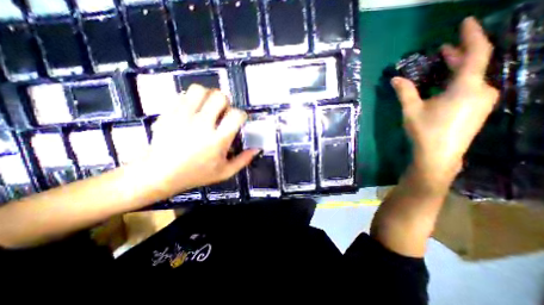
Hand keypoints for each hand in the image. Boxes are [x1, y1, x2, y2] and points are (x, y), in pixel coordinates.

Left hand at [139, 84, 257, 196]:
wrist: (159, 174)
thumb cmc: (195, 174)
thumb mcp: (224, 172)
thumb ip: (243, 160)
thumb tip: (257, 149)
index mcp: (218, 140)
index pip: (236, 115)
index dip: (241, 115)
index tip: (238, 120)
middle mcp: (202, 125)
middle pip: (220, 97)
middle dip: (226, 103)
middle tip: (222, 113)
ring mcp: (183, 117)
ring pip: (200, 90)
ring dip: (208, 96)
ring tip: (207, 108)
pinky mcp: (169, 113)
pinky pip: (183, 95)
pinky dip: (192, 99)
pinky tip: (192, 111)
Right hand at [391, 18, 500, 183]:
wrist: (438, 155)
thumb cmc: (425, 131)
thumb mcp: (411, 110)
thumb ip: (405, 92)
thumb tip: (395, 78)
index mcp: (466, 87)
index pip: (476, 53)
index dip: (472, 35)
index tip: (465, 22)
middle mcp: (482, 90)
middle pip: (474, 65)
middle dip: (459, 54)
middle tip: (443, 49)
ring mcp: (482, 101)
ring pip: (472, 77)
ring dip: (457, 69)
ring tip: (443, 64)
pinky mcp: (477, 110)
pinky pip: (471, 88)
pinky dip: (459, 81)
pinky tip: (446, 85)